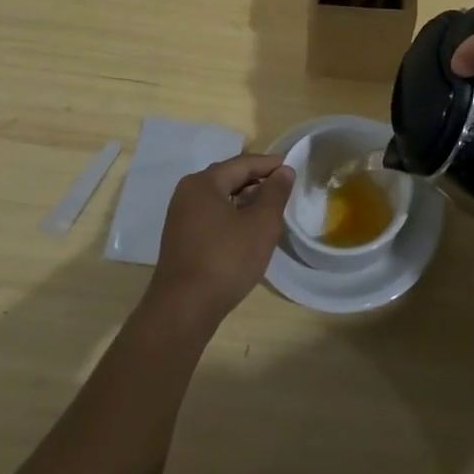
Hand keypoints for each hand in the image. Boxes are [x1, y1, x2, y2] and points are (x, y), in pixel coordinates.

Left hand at [149, 154, 294, 324]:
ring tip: (270, 208)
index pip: (243, 163)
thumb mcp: (261, 224)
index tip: (293, 167)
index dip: (270, 164)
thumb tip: (284, 170)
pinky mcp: (181, 240)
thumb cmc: (226, 260)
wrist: (184, 310)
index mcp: (203, 183)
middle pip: (228, 178)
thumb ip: (275, 193)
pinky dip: (232, 216)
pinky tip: (248, 230)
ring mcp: (180, 218)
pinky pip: (212, 216)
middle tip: (284, 187)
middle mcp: (187, 194)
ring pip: (220, 198)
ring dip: (245, 200)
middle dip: (257, 181)